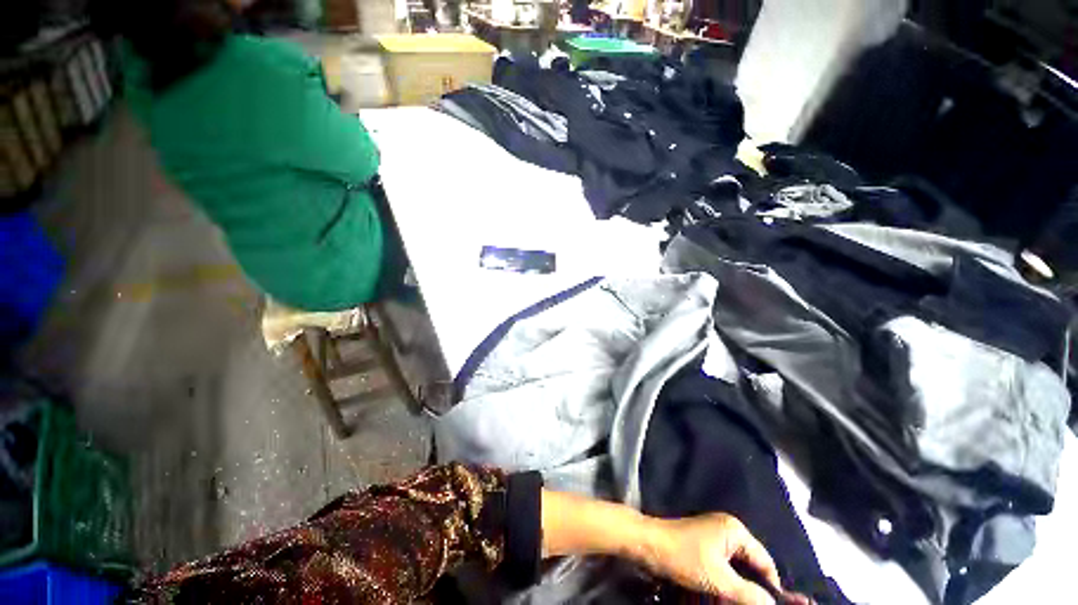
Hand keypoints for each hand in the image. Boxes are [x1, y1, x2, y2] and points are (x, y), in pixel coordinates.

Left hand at [640, 513, 813, 604]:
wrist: (648, 544)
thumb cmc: (684, 557)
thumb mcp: (720, 579)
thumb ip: (749, 594)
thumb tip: (772, 604)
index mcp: (734, 530)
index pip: (765, 561)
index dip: (772, 587)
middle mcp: (726, 529)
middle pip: (750, 564)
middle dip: (753, 588)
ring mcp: (713, 535)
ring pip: (736, 567)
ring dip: (738, 587)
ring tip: (736, 601)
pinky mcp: (702, 544)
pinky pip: (722, 566)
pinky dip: (726, 581)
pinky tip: (724, 596)